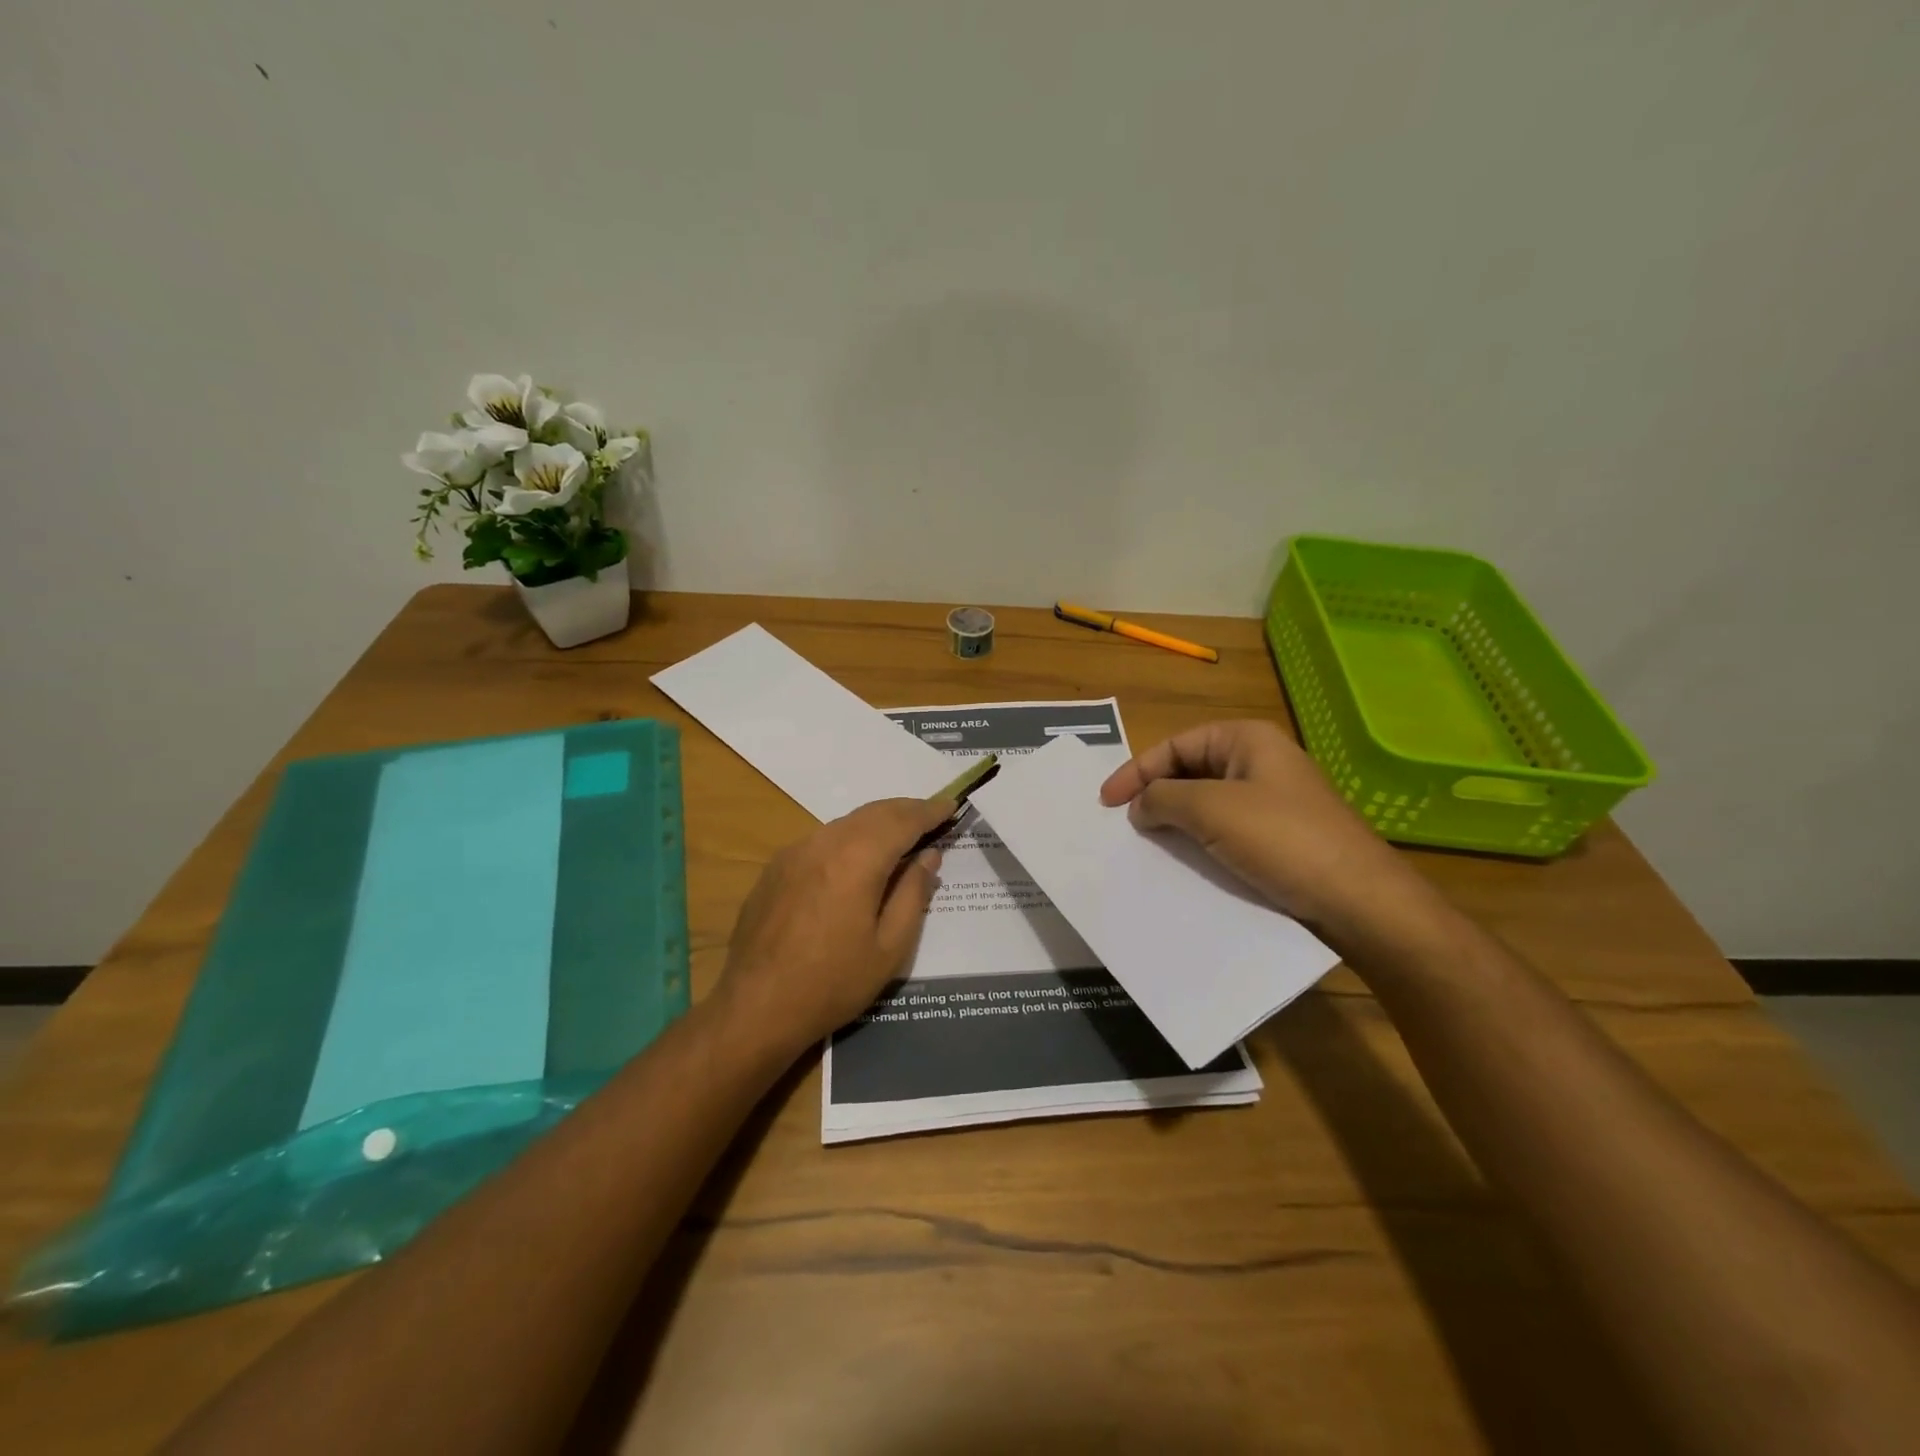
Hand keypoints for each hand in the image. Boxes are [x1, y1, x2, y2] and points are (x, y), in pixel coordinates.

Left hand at [712, 796, 952, 1059]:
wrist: (755, 1007)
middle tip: (932, 817)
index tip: (951, 805)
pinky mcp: (775, 868)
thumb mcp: (889, 948)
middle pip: (873, 813)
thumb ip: (913, 894)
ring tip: (900, 838)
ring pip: (845, 823)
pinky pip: (822, 839)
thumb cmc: (832, 983)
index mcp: (856, 860)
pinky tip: (856, 860)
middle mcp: (824, 843)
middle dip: (905, 811)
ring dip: (877, 823)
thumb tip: (928, 856)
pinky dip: (849, 838)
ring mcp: (794, 852)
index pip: (903, 821)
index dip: (930, 812)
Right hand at [1098, 720, 1450, 953]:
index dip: (1136, 770)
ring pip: (1207, 802)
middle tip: (1122, 823)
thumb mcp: (1211, 810)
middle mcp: (1260, 762)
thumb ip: (1163, 798)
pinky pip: (1226, 829)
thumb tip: (1140, 805)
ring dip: (1175, 820)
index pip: (1176, 745)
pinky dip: (1199, 840)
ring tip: (1145, 843)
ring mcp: (1272, 800)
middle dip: (1155, 793)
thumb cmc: (1282, 840)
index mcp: (1247, 740)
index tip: (1105, 802)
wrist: (1359, 900)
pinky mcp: (1279, 837)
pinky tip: (1184, 861)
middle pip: (1190, 770)